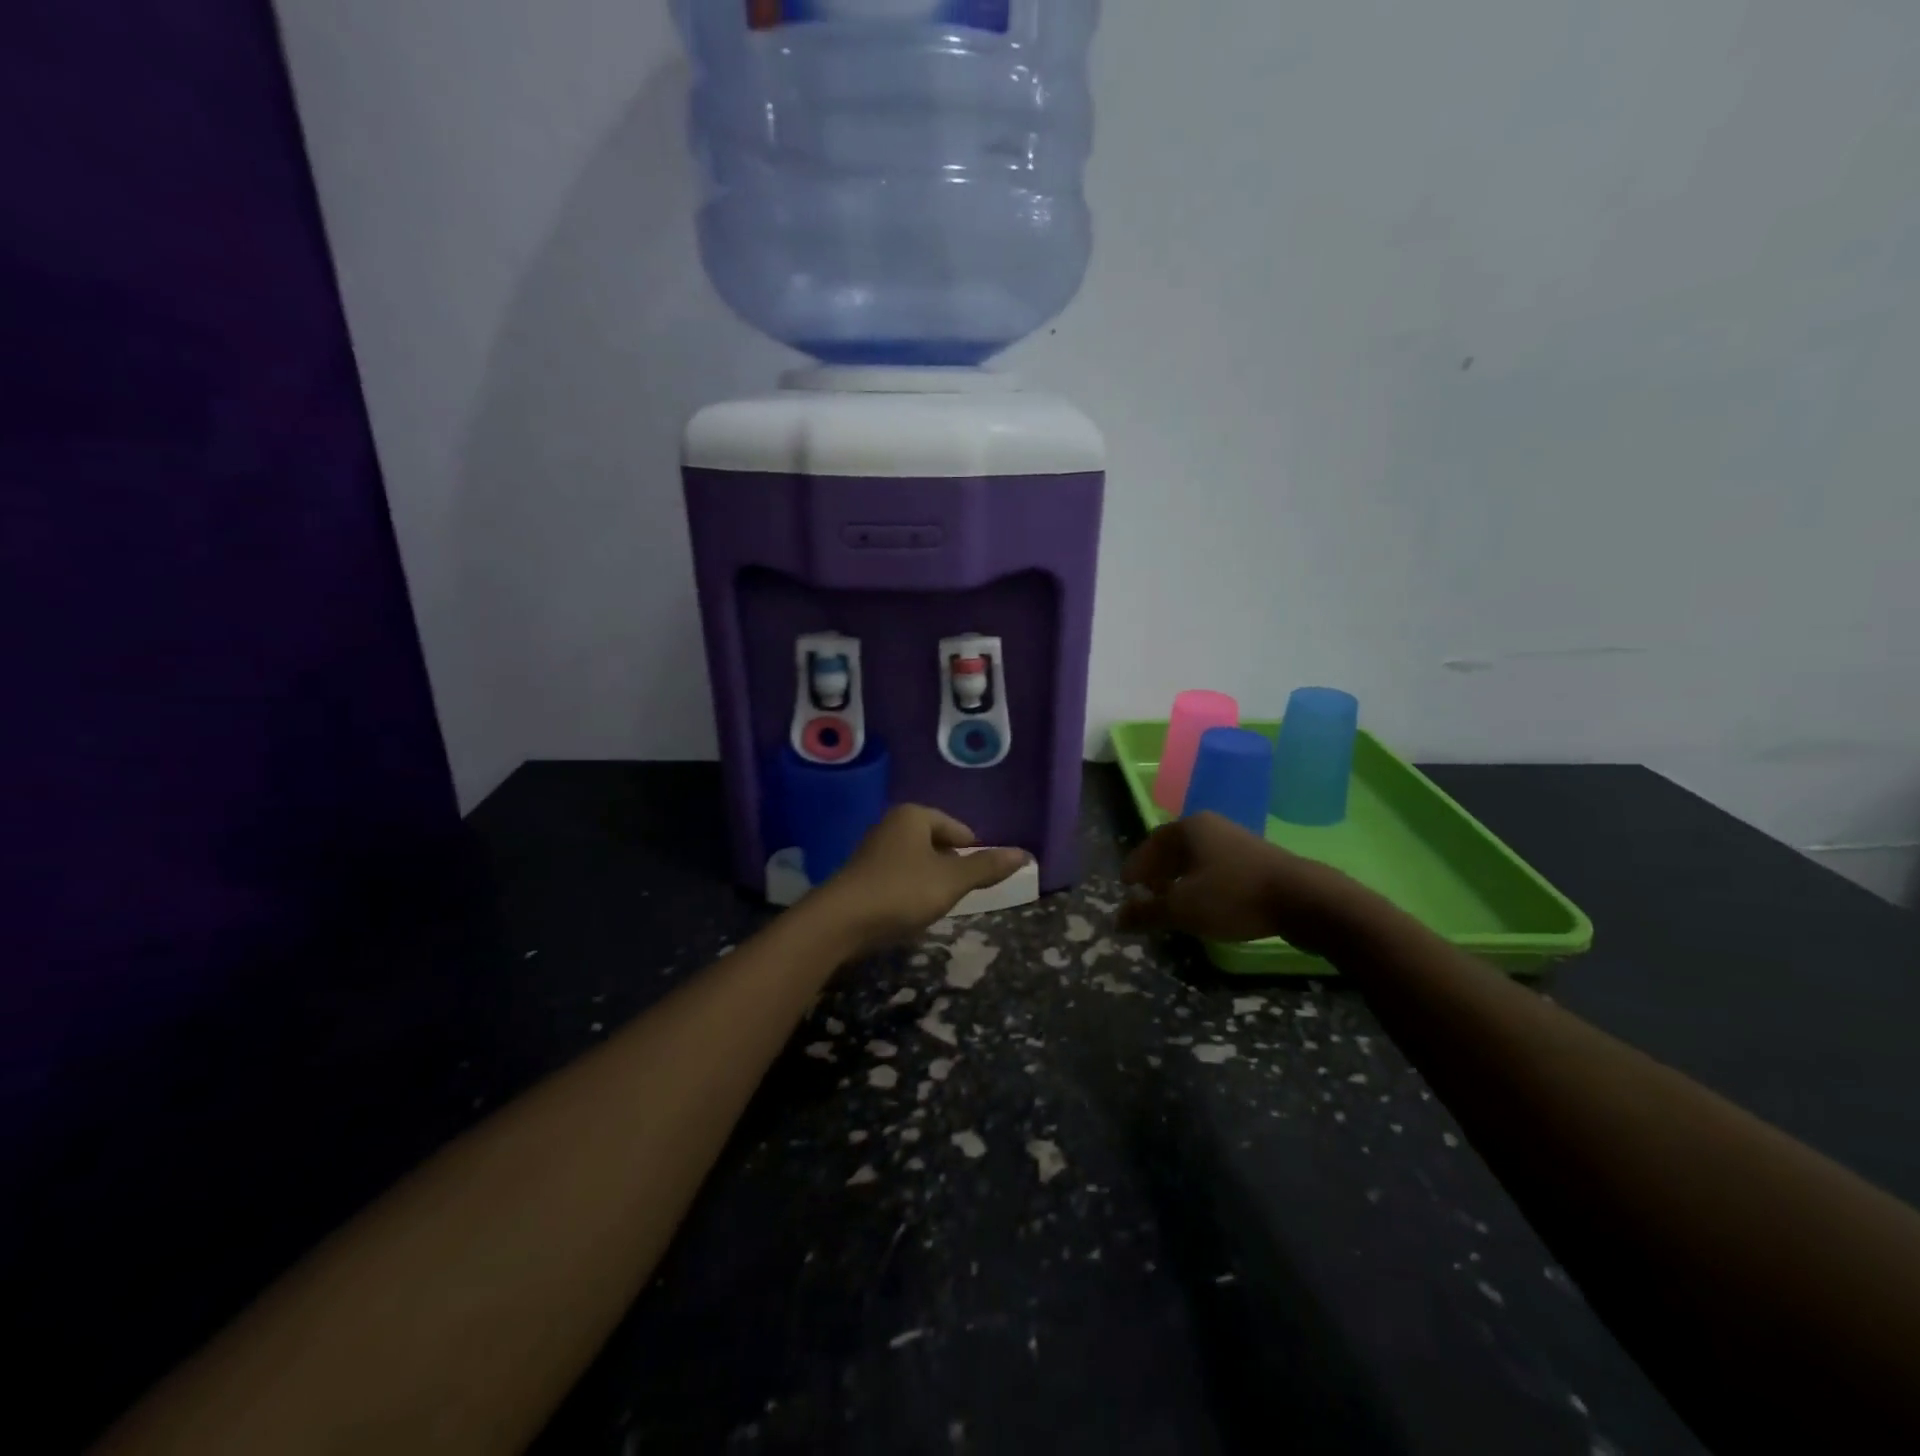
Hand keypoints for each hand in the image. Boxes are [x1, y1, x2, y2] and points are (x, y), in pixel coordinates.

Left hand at [811, 805, 1029, 956]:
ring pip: (916, 861)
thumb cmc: (902, 891)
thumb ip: (986, 867)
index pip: (957, 828)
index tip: (981, 877)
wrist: (840, 921)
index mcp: (914, 816)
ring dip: (931, 880)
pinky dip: (910, 890)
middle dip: (951, 866)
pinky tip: (911, 911)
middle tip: (961, 892)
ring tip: (939, 903)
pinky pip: (898, 876)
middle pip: (936, 842)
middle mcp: (892, 824)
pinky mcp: (861, 875)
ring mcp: (873, 849)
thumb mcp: (951, 880)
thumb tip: (1024, 854)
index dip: (973, 852)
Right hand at [1118, 812, 1361, 951]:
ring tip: (1174, 906)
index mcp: (1189, 828)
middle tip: (1147, 897)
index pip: (1151, 844)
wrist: (1304, 899)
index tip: (1127, 888)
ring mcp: (1238, 842)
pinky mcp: (1258, 861)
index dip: (1136, 866)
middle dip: (1157, 874)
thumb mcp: (1182, 908)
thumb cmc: (1233, 896)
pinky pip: (1218, 869)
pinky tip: (1207, 907)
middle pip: (1174, 850)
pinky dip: (1203, 885)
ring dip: (1180, 882)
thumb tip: (1117, 918)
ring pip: (1197, 860)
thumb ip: (1147, 913)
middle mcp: (1212, 827)